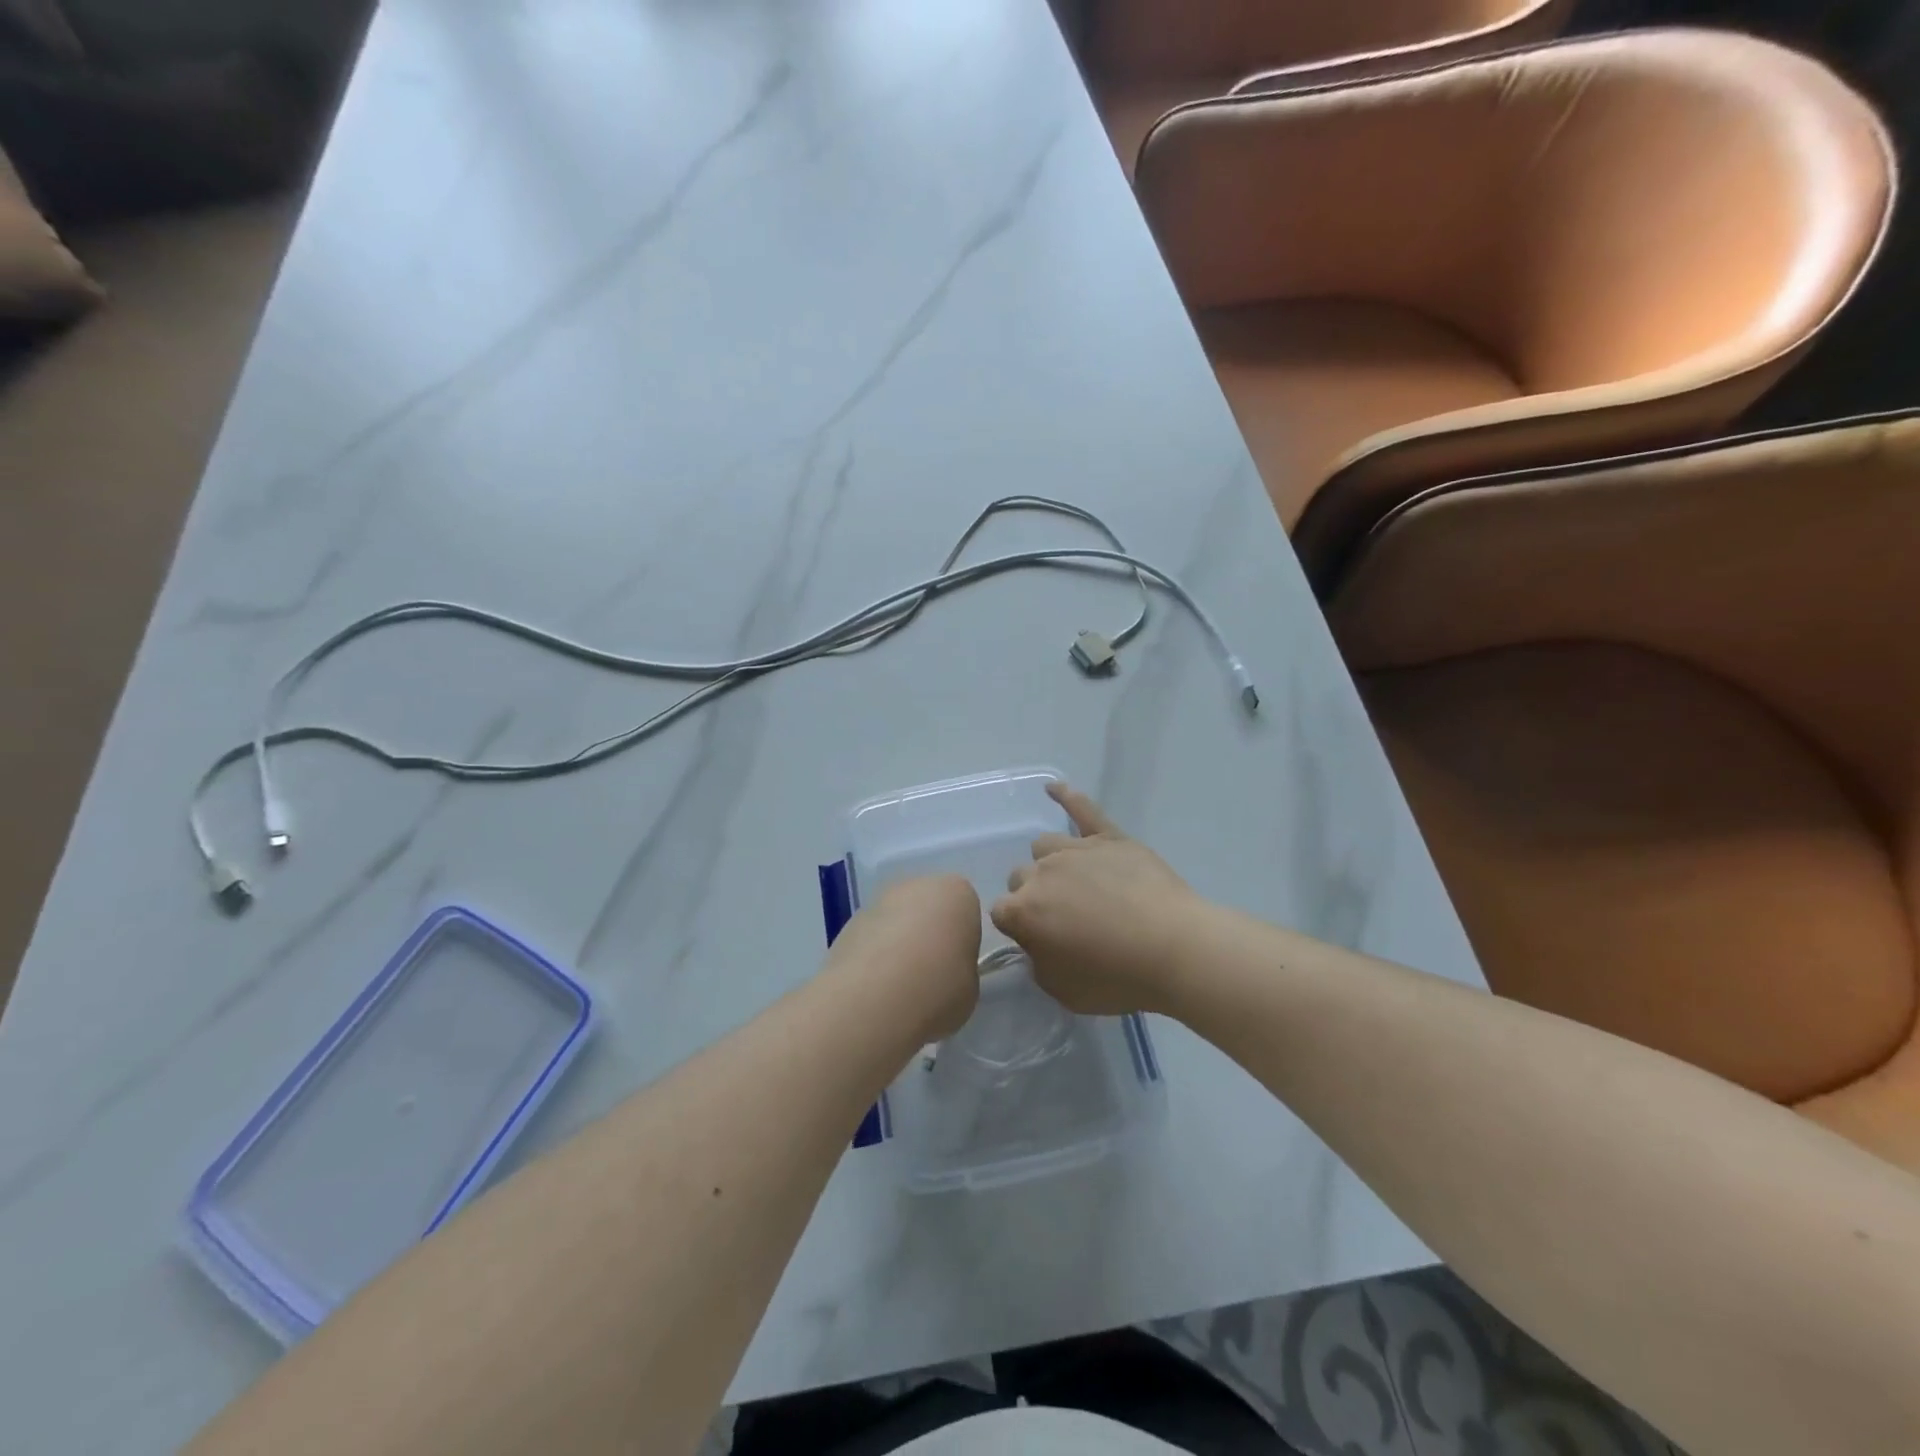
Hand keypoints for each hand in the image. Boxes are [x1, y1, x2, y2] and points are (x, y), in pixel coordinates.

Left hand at [828, 874, 982, 1038]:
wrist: (873, 999)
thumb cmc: (938, 988)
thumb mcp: (970, 987)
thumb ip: (960, 969)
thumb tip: (944, 972)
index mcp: (957, 893)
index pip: (966, 910)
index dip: (962, 940)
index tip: (957, 968)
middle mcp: (916, 886)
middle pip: (928, 908)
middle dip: (929, 935)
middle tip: (929, 976)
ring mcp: (878, 901)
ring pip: (897, 921)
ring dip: (898, 944)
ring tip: (897, 987)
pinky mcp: (847, 922)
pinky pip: (871, 938)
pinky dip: (873, 956)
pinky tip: (873, 988)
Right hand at [990, 783, 1203, 1015]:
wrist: (1173, 949)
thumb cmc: (1117, 978)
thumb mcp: (1063, 991)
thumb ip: (1038, 962)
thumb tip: (1037, 943)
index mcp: (1024, 911)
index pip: (1001, 912)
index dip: (1018, 927)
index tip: (1038, 940)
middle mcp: (1042, 874)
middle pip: (1021, 877)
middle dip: (1034, 896)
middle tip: (1063, 918)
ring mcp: (1075, 850)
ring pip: (1044, 847)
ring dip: (1050, 864)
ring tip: (1074, 882)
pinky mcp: (1109, 838)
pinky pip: (1082, 809)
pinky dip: (1066, 796)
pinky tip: (1053, 788)